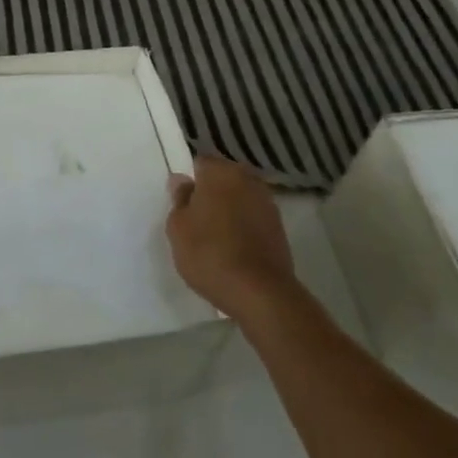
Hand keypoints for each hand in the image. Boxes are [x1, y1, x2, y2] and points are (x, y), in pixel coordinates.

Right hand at [166, 156, 300, 323]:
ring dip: (229, 210)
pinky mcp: (279, 228)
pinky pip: (253, 218)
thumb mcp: (178, 228)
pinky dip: (244, 227)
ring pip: (240, 198)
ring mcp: (267, 203)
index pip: (200, 163)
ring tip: (215, 237)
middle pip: (223, 179)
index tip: (182, 203)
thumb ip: (179, 199)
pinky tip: (233, 248)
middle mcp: (247, 179)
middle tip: (196, 219)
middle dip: (211, 193)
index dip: (189, 181)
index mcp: (221, 171)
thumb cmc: (210, 254)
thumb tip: (182, 181)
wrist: (260, 294)